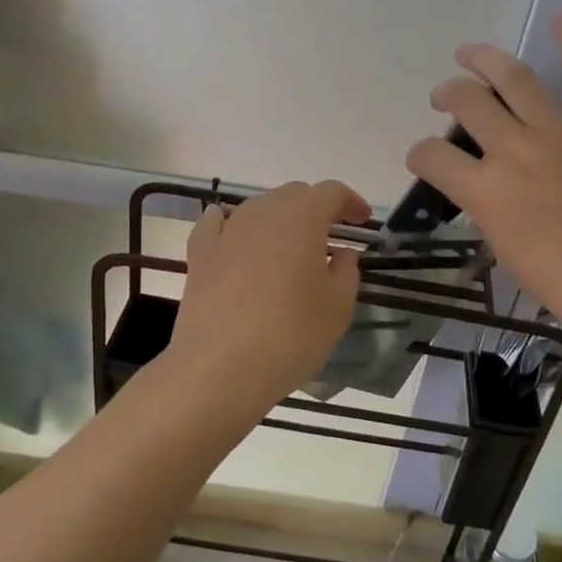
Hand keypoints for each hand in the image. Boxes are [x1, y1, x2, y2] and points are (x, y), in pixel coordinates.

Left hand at [169, 180, 371, 406]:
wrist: (219, 369)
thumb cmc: (290, 337)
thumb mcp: (337, 309)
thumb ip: (346, 272)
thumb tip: (341, 254)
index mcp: (301, 219)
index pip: (330, 192)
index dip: (350, 201)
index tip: (361, 220)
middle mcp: (262, 214)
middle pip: (293, 194)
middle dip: (316, 207)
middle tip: (330, 234)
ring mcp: (227, 232)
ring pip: (258, 207)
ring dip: (279, 217)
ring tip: (289, 244)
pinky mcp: (200, 255)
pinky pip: (215, 225)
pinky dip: (228, 222)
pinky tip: (229, 229)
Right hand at [406, 13, 561, 359]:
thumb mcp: (508, 254)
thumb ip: (488, 213)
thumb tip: (484, 192)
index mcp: (486, 192)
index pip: (432, 156)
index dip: (419, 154)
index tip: (424, 159)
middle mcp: (515, 151)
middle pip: (466, 102)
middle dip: (446, 95)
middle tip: (443, 98)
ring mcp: (560, 133)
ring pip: (514, 77)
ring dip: (485, 59)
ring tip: (468, 53)